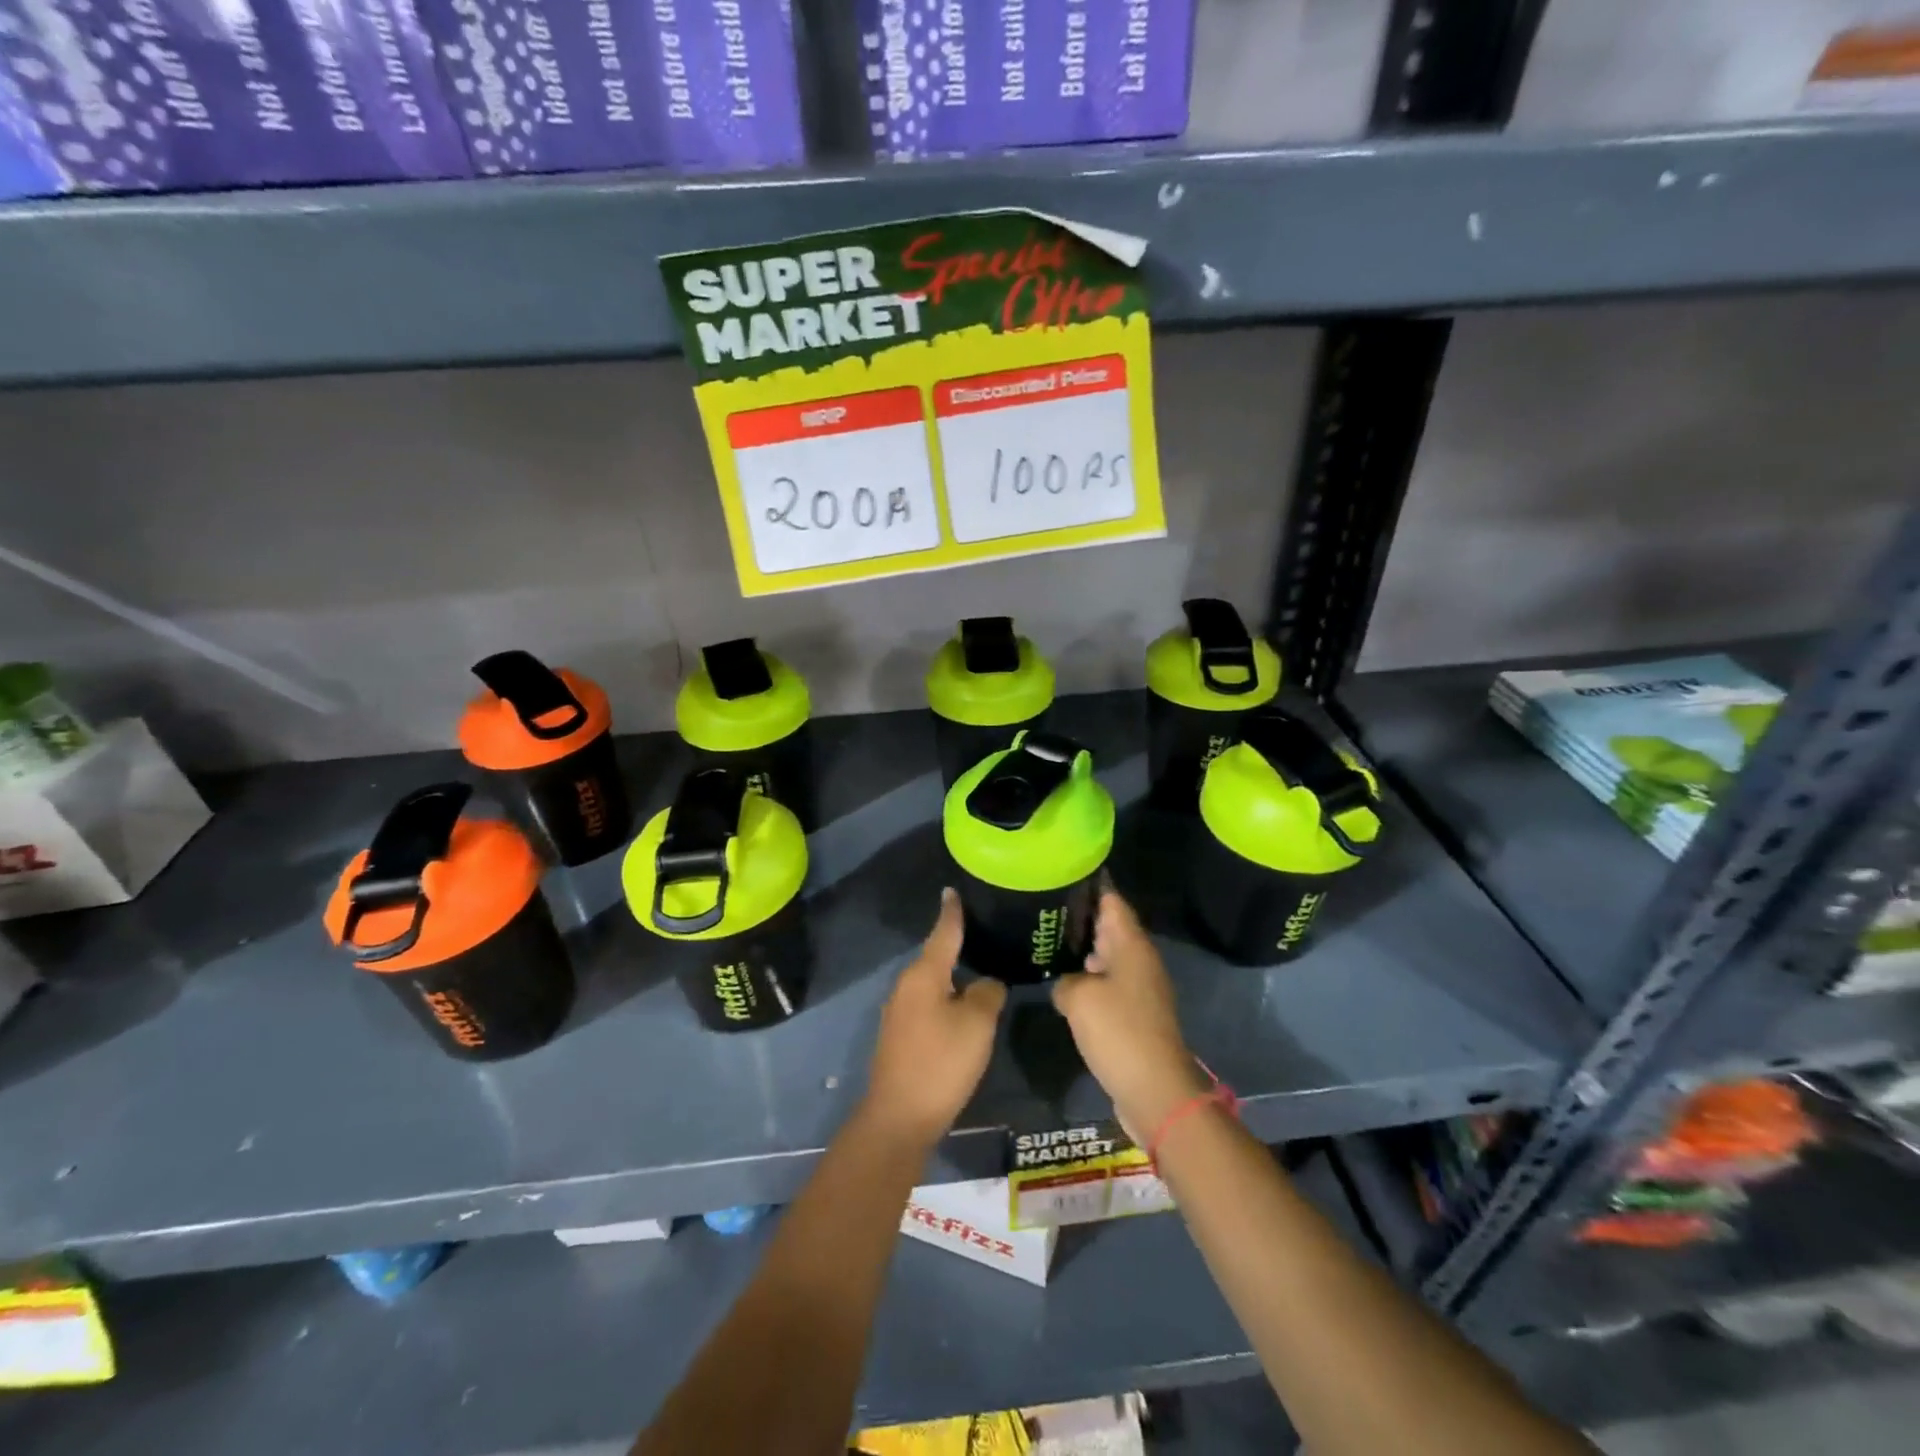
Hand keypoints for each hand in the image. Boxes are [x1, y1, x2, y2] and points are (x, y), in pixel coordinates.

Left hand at [864, 888, 1006, 1147]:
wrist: (899, 1117)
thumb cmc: (941, 1062)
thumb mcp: (977, 1023)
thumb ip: (987, 992)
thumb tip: (986, 983)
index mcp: (924, 974)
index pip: (943, 931)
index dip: (952, 911)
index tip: (953, 889)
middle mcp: (907, 985)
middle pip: (936, 955)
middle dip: (958, 942)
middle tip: (986, 929)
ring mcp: (900, 1010)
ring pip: (933, 981)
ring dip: (954, 973)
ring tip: (980, 963)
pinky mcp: (901, 1034)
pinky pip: (929, 1001)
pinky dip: (946, 996)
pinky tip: (963, 1003)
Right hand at [1052, 890, 1208, 1138]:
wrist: (1155, 1090)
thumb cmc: (1118, 1032)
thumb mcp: (1078, 998)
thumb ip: (1065, 981)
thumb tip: (1067, 985)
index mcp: (1132, 947)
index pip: (1112, 901)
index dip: (1091, 886)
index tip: (1065, 874)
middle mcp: (1140, 962)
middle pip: (1111, 929)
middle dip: (1083, 919)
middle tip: (1047, 910)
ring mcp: (1141, 990)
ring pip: (1110, 959)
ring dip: (1085, 953)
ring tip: (1050, 945)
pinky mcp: (1137, 1016)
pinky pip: (1110, 987)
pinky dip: (1091, 982)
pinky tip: (1067, 987)